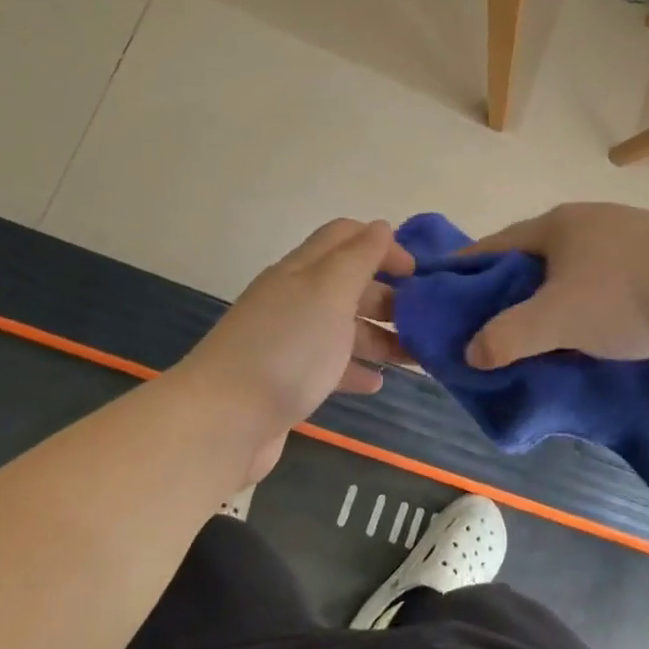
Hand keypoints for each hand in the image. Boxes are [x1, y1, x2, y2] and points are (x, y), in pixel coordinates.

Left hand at [175, 220, 413, 482]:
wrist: (223, 421)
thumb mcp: (329, 292)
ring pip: (343, 327)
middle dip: (388, 295)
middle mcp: (294, 299)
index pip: (346, 237)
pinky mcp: (287, 380)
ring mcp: (289, 341)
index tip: (418, 273)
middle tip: (425, 319)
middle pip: (348, 283)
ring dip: (380, 335)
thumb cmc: (287, 348)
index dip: (384, 245)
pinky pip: (329, 366)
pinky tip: (377, 383)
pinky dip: (355, 369)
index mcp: (303, 270)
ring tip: (416, 356)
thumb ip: (358, 257)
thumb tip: (381, 227)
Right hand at [462, 204, 648, 367]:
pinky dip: (593, 289)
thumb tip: (470, 352)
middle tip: (497, 314)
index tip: (448, 288)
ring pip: (577, 259)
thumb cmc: (624, 297)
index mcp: (557, 224)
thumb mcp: (556, 321)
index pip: (497, 243)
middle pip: (537, 250)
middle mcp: (591, 216)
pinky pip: (611, 268)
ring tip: (549, 320)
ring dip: (557, 286)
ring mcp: (631, 228)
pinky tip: (602, 314)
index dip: (469, 266)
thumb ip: (507, 337)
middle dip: (514, 280)